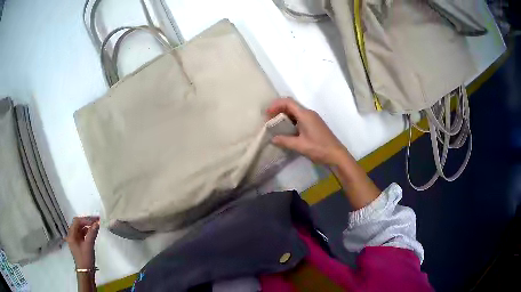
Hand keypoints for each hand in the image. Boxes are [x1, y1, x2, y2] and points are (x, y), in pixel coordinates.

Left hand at [66, 216, 99, 268]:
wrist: (86, 272)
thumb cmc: (85, 259)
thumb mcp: (89, 246)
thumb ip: (92, 233)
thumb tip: (97, 223)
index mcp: (71, 234)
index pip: (77, 221)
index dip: (86, 219)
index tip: (96, 220)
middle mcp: (71, 235)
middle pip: (78, 224)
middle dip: (87, 221)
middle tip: (97, 221)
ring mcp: (75, 240)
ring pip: (80, 229)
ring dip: (88, 226)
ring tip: (96, 226)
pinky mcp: (79, 244)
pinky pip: (82, 234)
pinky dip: (88, 232)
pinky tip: (93, 233)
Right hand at [266, 98, 349, 165]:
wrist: (336, 155)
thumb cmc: (319, 148)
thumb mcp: (300, 145)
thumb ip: (285, 141)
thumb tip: (273, 139)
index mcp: (305, 114)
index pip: (288, 102)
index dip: (276, 105)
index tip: (267, 113)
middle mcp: (309, 113)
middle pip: (291, 105)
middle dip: (278, 110)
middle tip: (269, 120)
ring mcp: (312, 119)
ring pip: (295, 112)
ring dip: (284, 116)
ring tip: (275, 125)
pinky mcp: (314, 125)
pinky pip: (300, 118)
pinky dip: (291, 121)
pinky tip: (286, 131)